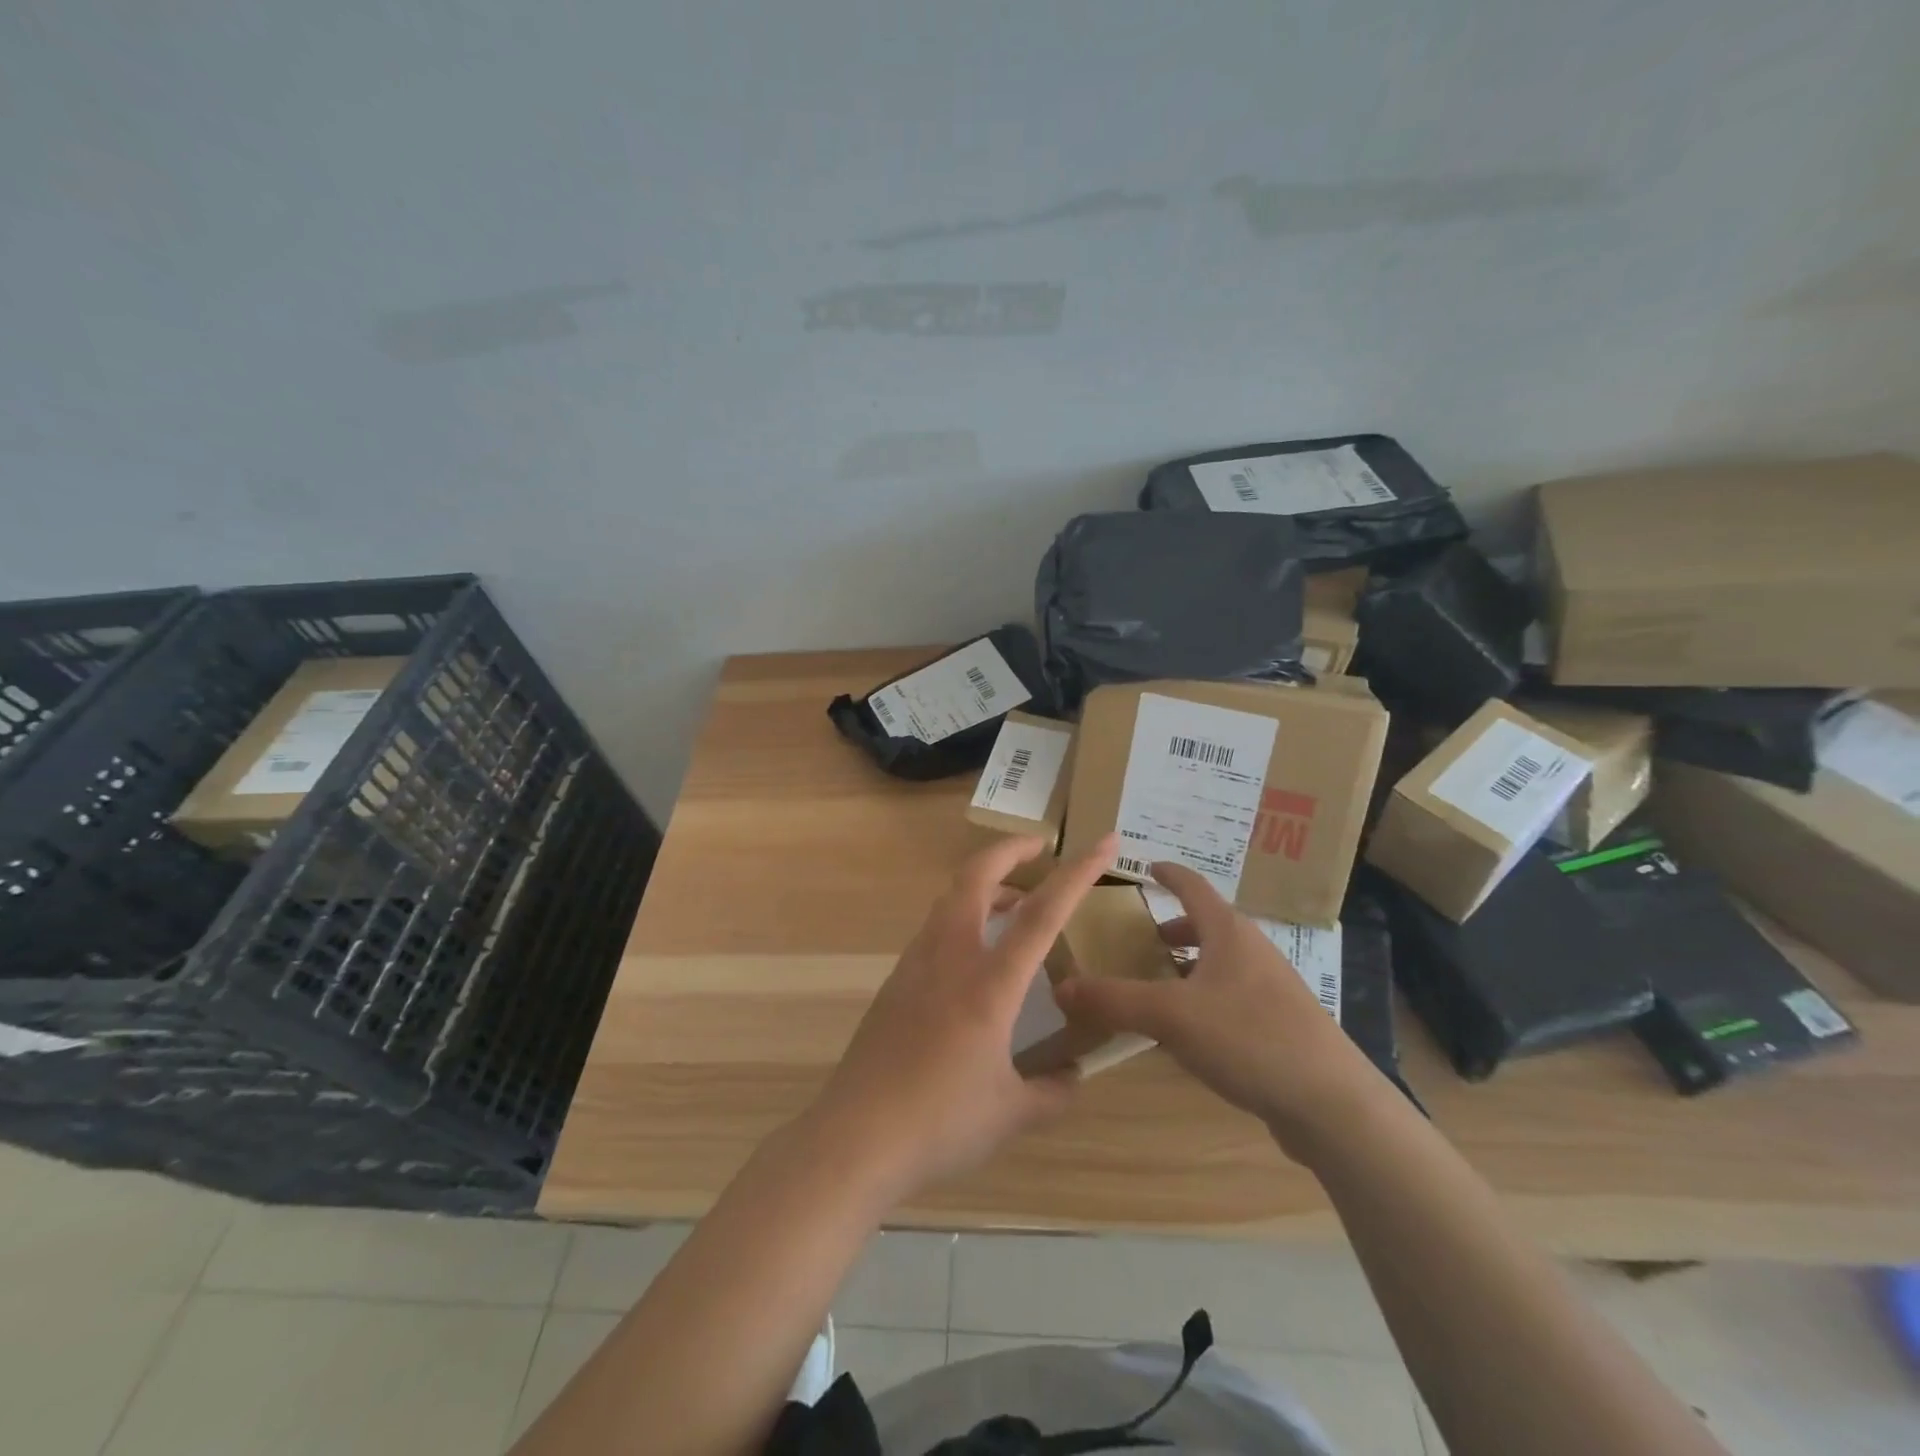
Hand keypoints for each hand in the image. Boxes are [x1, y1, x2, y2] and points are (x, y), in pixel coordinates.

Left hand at [805, 832, 1118, 1197]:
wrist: (856, 1137)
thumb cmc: (940, 1123)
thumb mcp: (1010, 1115)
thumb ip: (1050, 1091)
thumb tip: (1072, 1077)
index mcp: (990, 984)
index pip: (1042, 913)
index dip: (1077, 874)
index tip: (1102, 843)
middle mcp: (950, 958)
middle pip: (975, 877)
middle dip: (1009, 850)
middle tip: (1038, 847)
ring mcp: (915, 965)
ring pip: (950, 899)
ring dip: (984, 886)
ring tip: (1013, 904)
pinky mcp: (895, 982)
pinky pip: (934, 930)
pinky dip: (961, 919)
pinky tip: (973, 957)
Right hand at [1053, 863, 1379, 1153]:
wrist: (1332, 1104)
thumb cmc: (1249, 1038)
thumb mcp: (1170, 1016)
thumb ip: (1114, 1000)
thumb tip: (1060, 986)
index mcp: (1229, 933)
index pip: (1193, 887)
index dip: (1168, 874)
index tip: (1146, 866)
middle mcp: (1252, 952)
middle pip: (1209, 926)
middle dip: (1173, 929)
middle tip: (1141, 939)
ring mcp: (1272, 990)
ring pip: (1221, 965)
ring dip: (1188, 968)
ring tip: (1158, 986)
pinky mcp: (1281, 1027)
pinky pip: (1231, 999)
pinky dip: (1204, 1001)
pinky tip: (1187, 1035)